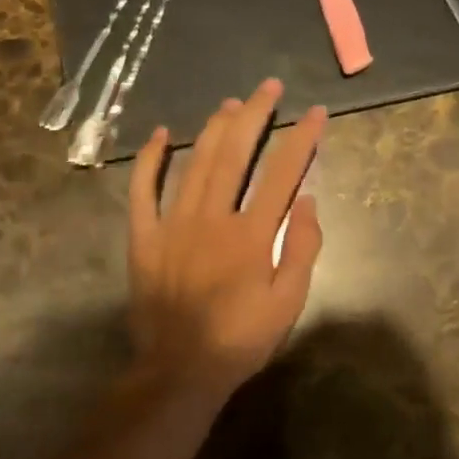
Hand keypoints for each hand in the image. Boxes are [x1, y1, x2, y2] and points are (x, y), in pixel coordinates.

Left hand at [128, 79, 326, 401]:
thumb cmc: (241, 338)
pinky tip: (162, 133)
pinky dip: (151, 159)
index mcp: (251, 234)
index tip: (315, 112)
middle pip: (235, 153)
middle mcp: (212, 218)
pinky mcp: (144, 237)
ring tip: (231, 103)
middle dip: (255, 114)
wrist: (179, 371)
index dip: (302, 138)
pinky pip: (143, 190)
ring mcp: (173, 224)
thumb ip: (302, 247)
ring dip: (214, 128)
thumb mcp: (289, 302)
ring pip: (195, 162)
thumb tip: (307, 199)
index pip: (283, 173)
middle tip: (268, 87)